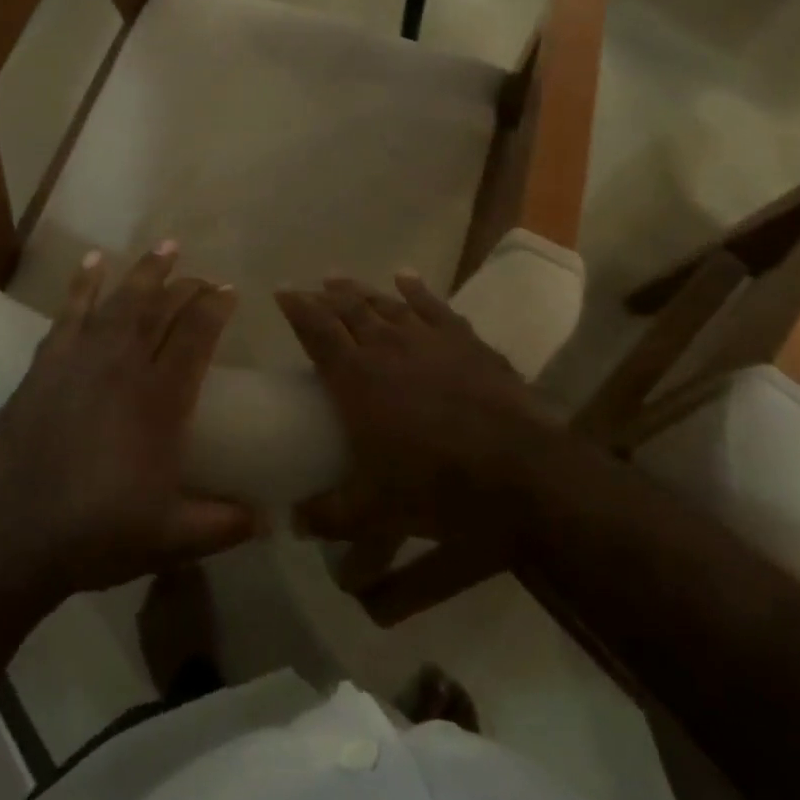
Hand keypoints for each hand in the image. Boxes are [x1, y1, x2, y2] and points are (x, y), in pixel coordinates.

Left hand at [0, 243, 262, 603]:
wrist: (13, 537)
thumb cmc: (99, 534)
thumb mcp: (172, 538)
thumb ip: (223, 525)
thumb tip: (268, 522)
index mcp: (161, 399)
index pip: (197, 334)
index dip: (216, 307)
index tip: (230, 292)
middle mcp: (125, 366)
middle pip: (162, 309)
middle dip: (187, 286)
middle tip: (203, 277)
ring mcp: (82, 359)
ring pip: (121, 301)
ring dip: (146, 271)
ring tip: (166, 247)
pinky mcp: (46, 364)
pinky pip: (69, 311)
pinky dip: (83, 283)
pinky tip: (93, 261)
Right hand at [276, 274, 551, 542]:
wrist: (518, 471)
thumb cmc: (436, 487)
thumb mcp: (373, 512)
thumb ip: (328, 515)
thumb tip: (292, 522)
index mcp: (355, 378)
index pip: (316, 330)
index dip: (296, 307)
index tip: (281, 292)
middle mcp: (385, 345)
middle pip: (348, 308)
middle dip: (326, 296)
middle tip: (312, 288)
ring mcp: (427, 337)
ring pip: (384, 302)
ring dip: (360, 290)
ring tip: (343, 280)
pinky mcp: (463, 339)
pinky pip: (432, 305)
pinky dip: (414, 289)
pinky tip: (404, 277)